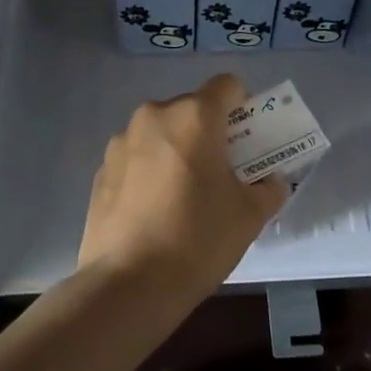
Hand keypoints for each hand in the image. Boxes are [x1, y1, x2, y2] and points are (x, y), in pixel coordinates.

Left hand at [79, 74, 287, 306]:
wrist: (128, 284)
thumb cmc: (198, 239)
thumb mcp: (250, 215)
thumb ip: (268, 188)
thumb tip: (270, 181)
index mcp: (194, 117)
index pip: (227, 86)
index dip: (244, 106)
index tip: (248, 140)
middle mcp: (154, 117)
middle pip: (192, 109)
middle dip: (210, 132)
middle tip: (221, 172)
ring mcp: (121, 143)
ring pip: (161, 133)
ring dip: (178, 150)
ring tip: (184, 195)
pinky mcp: (100, 171)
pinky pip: (137, 158)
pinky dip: (151, 171)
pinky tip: (155, 211)